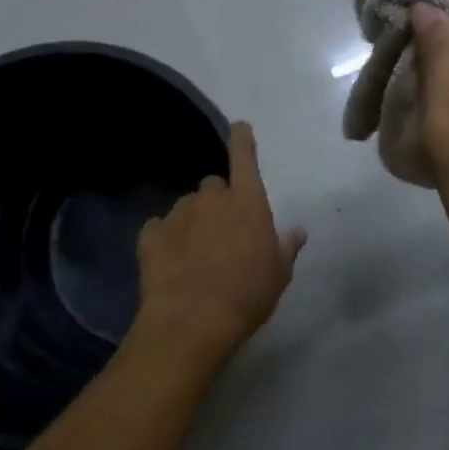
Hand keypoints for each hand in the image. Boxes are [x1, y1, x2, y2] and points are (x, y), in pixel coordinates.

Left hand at [134, 122, 305, 363]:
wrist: (192, 321)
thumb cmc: (246, 296)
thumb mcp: (278, 276)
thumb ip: (286, 247)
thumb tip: (297, 231)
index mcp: (248, 203)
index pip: (244, 158)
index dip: (242, 141)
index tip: (239, 128)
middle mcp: (212, 199)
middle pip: (214, 186)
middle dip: (217, 202)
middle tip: (221, 233)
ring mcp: (178, 213)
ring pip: (186, 207)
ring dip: (192, 222)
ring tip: (194, 255)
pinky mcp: (150, 234)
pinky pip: (159, 228)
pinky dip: (164, 239)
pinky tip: (169, 263)